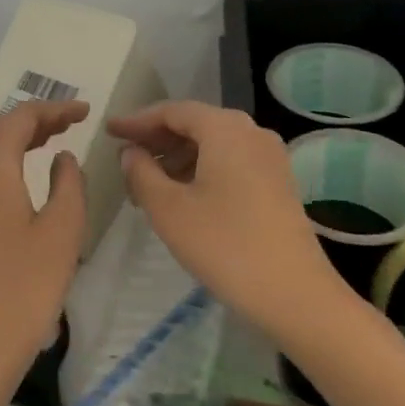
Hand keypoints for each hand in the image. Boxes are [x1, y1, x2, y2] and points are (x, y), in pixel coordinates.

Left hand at [0, 100, 89, 391]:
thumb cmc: (25, 287)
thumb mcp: (62, 231)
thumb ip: (69, 183)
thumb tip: (63, 158)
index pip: (21, 117)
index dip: (54, 109)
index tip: (86, 111)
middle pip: (1, 128)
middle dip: (37, 119)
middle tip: (73, 122)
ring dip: (20, 138)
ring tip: (55, 139)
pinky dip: (7, 159)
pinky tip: (27, 174)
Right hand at [110, 101, 350, 337]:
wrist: (294, 294)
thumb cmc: (224, 245)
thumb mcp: (168, 209)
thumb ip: (142, 173)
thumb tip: (131, 153)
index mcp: (224, 128)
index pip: (172, 111)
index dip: (137, 121)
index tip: (110, 131)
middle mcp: (251, 132)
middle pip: (195, 124)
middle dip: (157, 139)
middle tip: (125, 156)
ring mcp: (270, 157)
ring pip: (213, 144)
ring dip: (177, 157)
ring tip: (146, 182)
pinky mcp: (278, 182)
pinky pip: (230, 161)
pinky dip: (201, 169)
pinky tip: (181, 195)